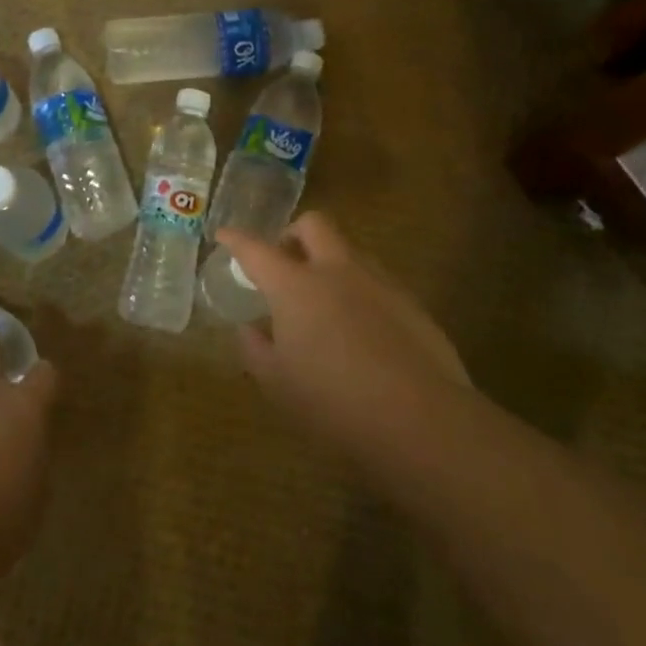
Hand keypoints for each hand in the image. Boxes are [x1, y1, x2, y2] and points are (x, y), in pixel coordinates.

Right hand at [218, 214, 469, 457]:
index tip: (224, 234)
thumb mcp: (279, 384)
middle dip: (293, 233)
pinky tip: (360, 329)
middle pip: (314, 225)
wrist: (421, 420)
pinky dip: (359, 291)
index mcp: (295, 286)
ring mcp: (379, 282)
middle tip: (284, 261)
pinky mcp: (411, 303)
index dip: (236, 239)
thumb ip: (257, 350)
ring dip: (329, 261)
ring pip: (349, 250)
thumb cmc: (334, 402)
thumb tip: (249, 331)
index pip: (257, 249)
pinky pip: (377, 281)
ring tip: (323, 300)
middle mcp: (337, 271)